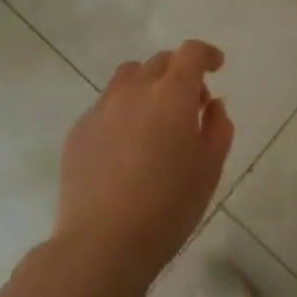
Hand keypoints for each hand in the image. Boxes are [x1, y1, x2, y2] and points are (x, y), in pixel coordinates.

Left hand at [54, 39, 232, 289]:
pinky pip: (106, 106)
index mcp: (172, 94)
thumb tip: (211, 105)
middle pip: (160, 62)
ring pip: (128, 77)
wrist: (102, 243)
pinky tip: (126, 148)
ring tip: (155, 119)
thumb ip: (217, 127)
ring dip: (148, 86)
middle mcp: (135, 89)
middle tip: (190, 105)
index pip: (191, 53)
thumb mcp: (209, 168)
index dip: (206, 54)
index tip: (216, 67)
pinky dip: (123, 112)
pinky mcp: (79, 130)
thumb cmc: (168, 206)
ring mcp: (102, 108)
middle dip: (179, 73)